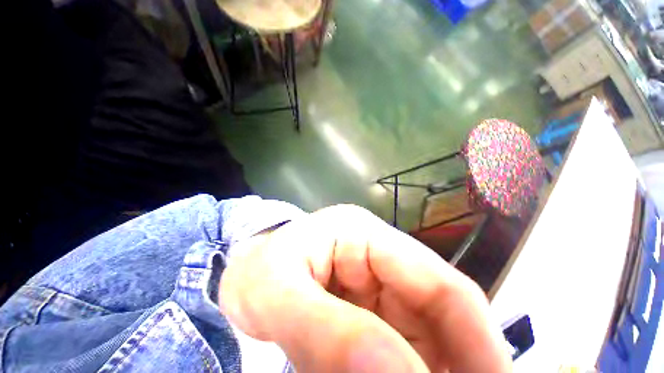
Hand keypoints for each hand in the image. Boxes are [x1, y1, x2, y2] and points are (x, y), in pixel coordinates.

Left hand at [219, 205, 510, 371]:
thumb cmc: (256, 270)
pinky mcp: (371, 304)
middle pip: (439, 307)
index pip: (436, 280)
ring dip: (437, 367)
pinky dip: (412, 367)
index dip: (475, 337)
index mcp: (364, 233)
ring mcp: (378, 278)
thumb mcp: (276, 293)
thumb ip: (326, 332)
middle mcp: (380, 253)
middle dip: (462, 358)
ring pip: (428, 328)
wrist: (244, 271)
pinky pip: (405, 341)